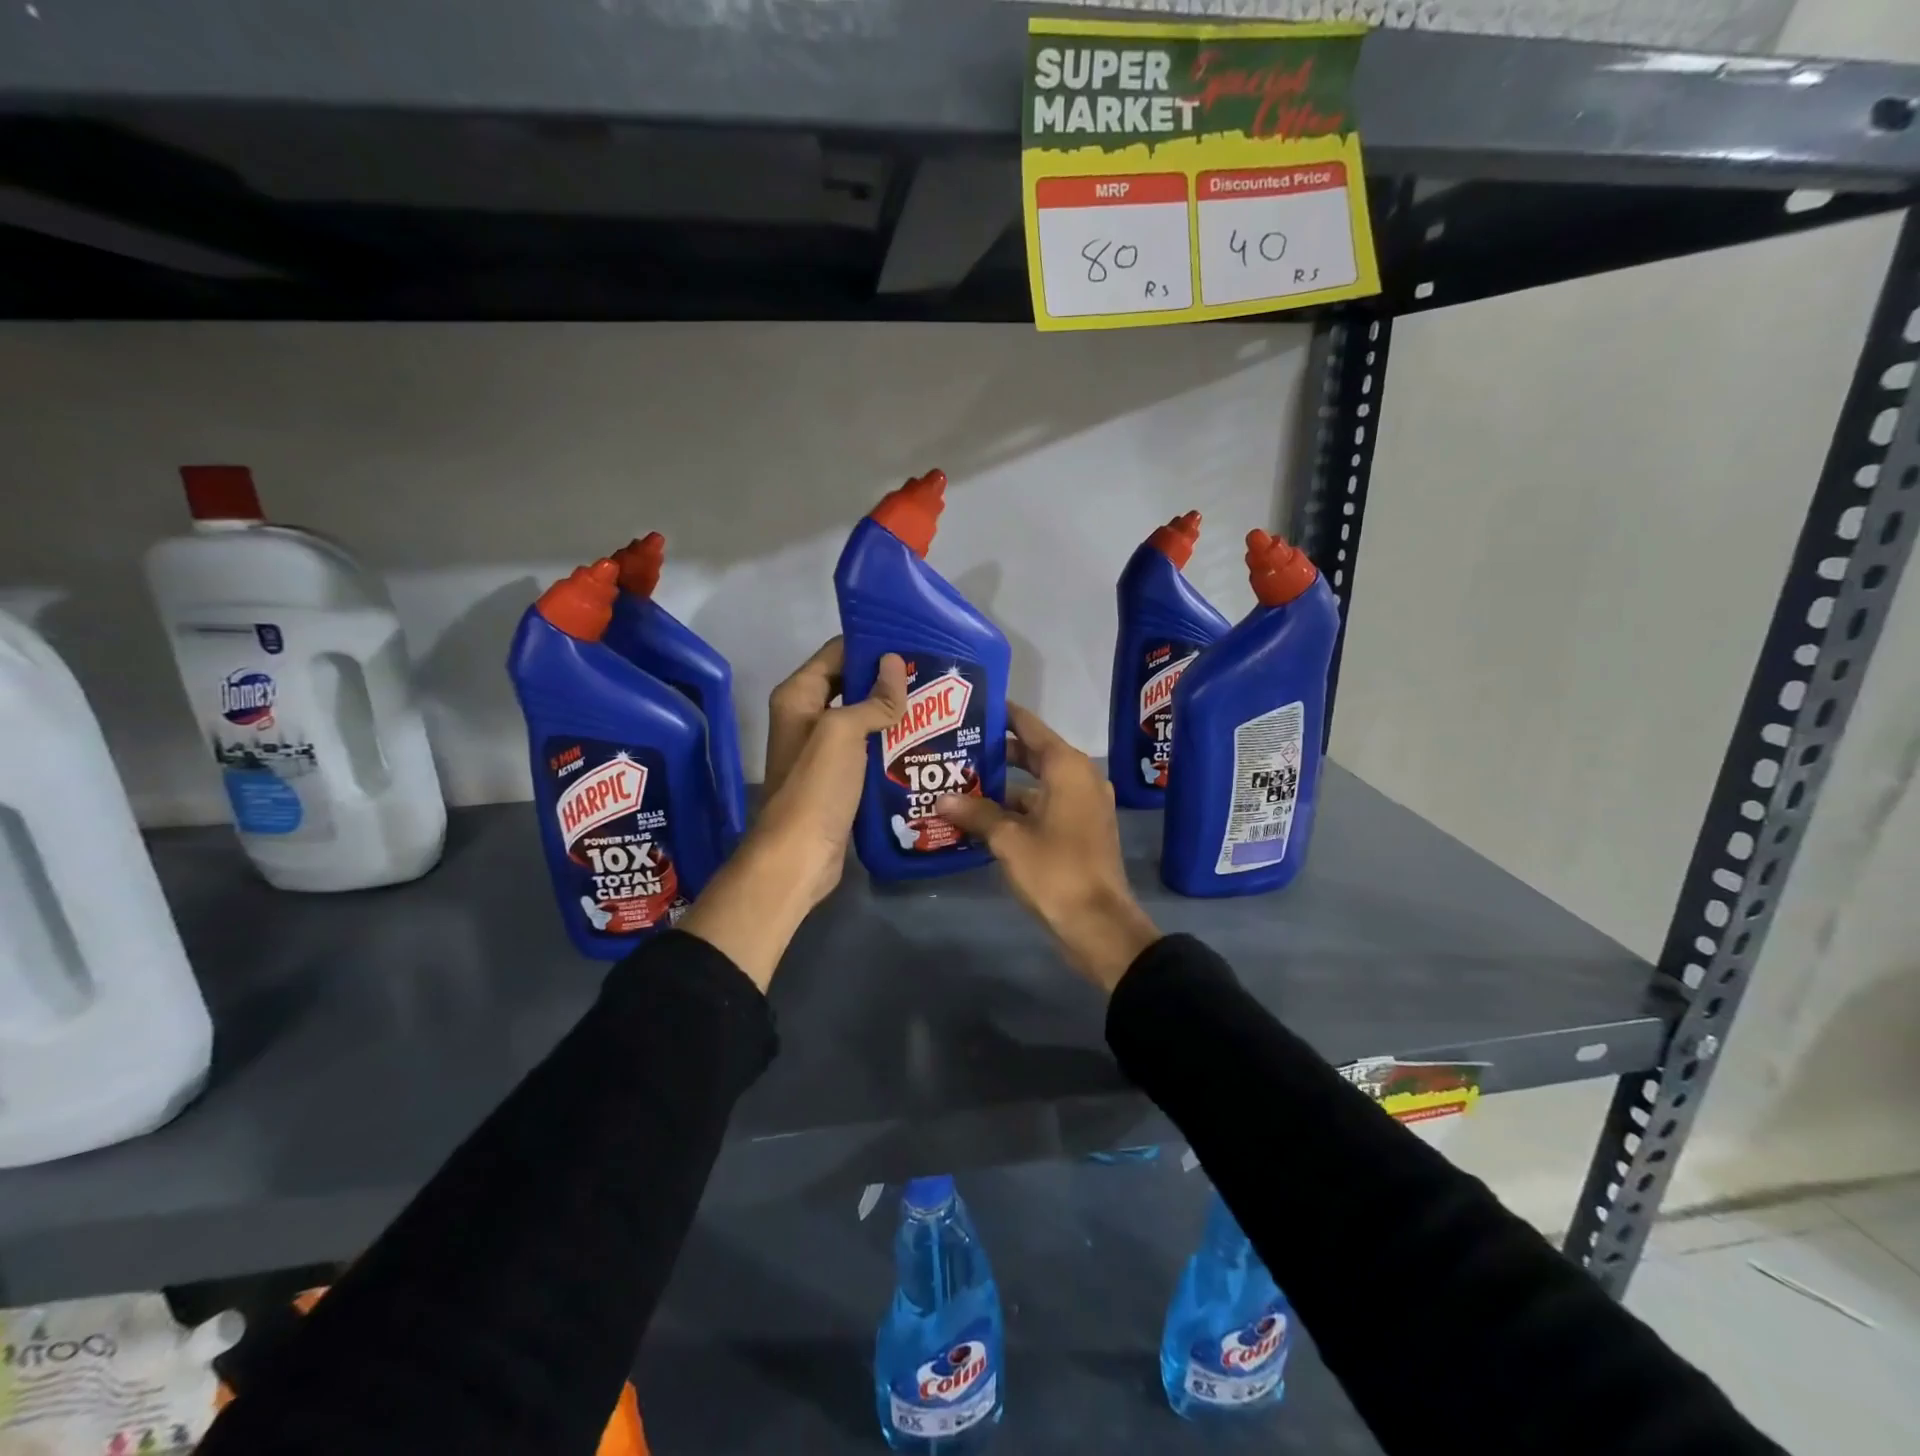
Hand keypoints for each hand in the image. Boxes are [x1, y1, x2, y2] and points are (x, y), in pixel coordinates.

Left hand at [680, 639, 906, 990]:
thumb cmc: (816, 788)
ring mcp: (823, 749)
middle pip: (852, 684)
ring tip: (938, 705)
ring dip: (893, 712)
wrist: (799, 857)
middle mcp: (807, 716)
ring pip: (863, 718)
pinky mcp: (839, 777)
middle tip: (935, 675)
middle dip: (889, 679)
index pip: (837, 654)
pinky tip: (924, 742)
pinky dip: (891, 742)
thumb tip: (895, 664)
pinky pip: (868, 748)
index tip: (914, 643)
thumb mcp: (843, 734)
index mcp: (799, 696)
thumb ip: (872, 699)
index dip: (872, 645)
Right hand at [935, 703, 1159, 992]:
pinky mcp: (1080, 829)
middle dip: (996, 752)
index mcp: (1067, 768)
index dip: (1002, 715)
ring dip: (1003, 786)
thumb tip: (943, 798)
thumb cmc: (1055, 871)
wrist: (1098, 923)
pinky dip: (1017, 808)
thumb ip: (977, 813)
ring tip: (960, 782)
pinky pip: (1044, 806)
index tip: (972, 707)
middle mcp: (1079, 778)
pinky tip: (982, 817)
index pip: (1030, 727)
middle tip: (956, 746)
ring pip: (1036, 783)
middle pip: (1033, 754)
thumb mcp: (1009, 840)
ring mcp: (1082, 805)